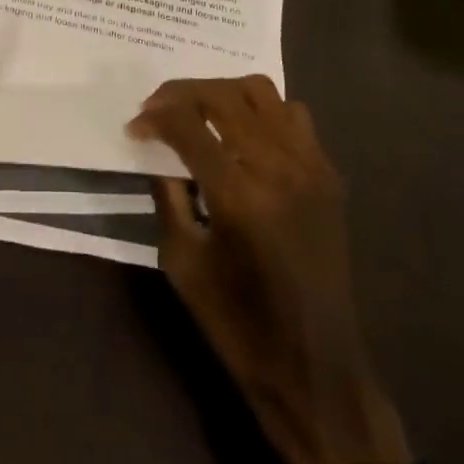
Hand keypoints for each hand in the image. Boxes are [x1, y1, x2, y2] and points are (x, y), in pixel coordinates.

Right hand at [129, 77, 413, 463]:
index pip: (187, 124)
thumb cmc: (239, 326)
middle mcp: (278, 167)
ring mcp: (309, 166)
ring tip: (200, 112)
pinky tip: (243, 134)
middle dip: (180, 93)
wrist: (317, 371)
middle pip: (222, 95)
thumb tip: (157, 152)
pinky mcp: (328, 175)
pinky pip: (293, 115)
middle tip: (157, 110)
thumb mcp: (182, 263)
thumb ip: (168, 196)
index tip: (135, 127)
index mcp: (238, 194)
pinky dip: (261, 111)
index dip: (154, 117)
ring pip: (260, 91)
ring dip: (222, 92)